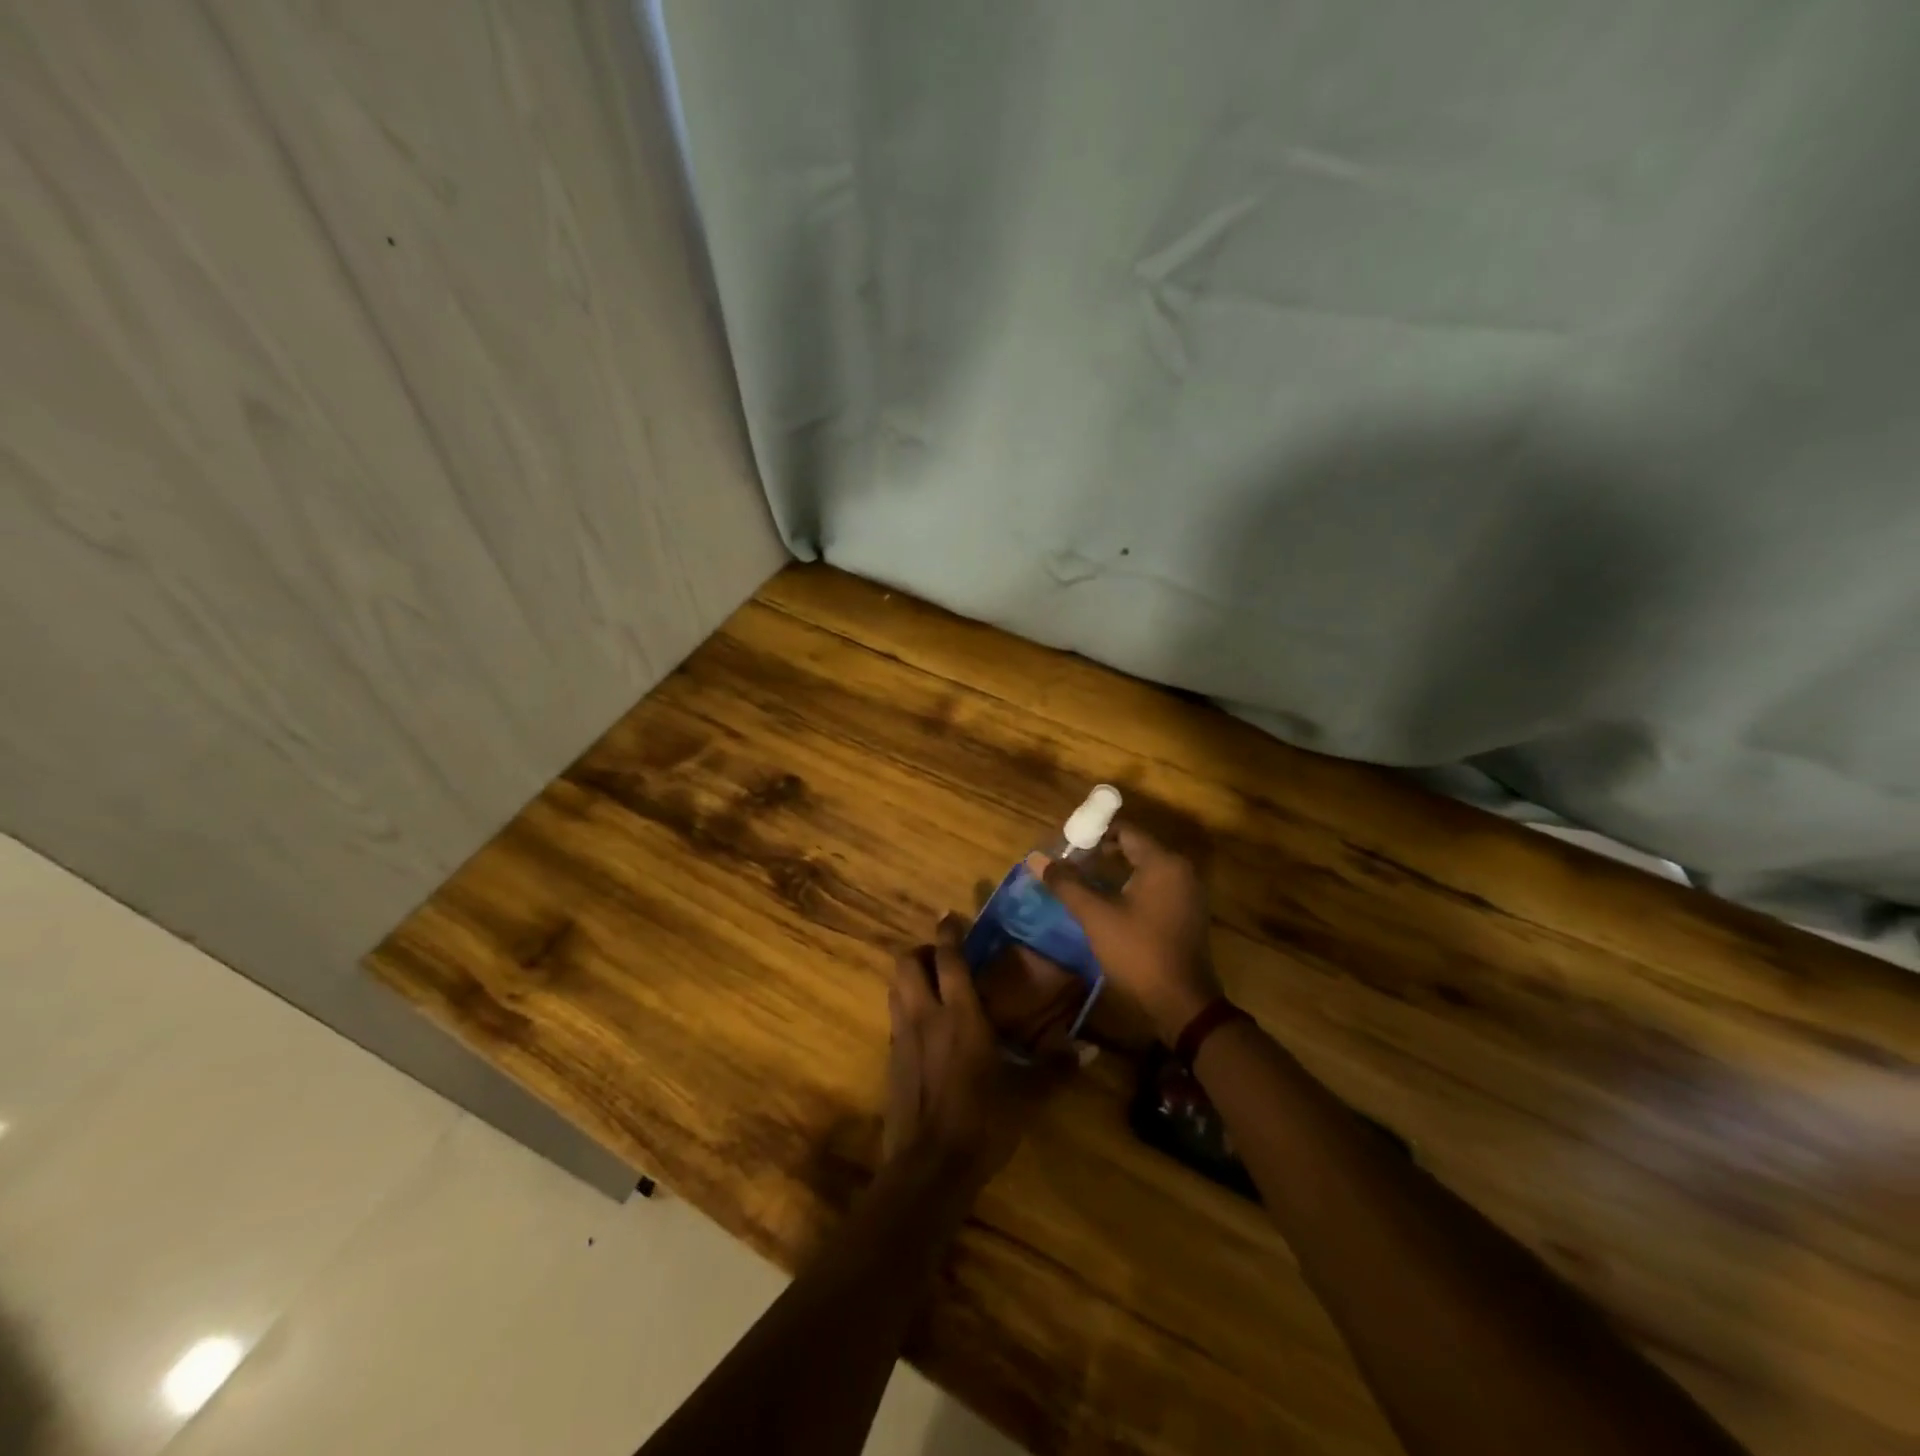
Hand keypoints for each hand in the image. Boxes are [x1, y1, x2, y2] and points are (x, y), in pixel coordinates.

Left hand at [884, 915, 1060, 1189]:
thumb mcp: (1027, 1096)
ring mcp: (903, 1038)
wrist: (929, 1168)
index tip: (950, 915)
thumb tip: (1087, 1050)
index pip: (949, 959)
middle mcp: (926, 1016)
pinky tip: (927, 1028)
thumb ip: (1056, 1069)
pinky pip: (895, 1018)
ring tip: (933, 985)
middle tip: (942, 957)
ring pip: (895, 988)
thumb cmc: (982, 1123)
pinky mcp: (891, 1061)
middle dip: (921, 951)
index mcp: (960, 1016)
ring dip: (910, 977)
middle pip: (907, 964)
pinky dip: (906, 1008)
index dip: (948, 933)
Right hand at [1038, 822, 1223, 1043]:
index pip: (1125, 831)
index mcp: (1163, 862)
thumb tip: (1036, 858)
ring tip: (1082, 881)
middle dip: (1100, 852)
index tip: (1066, 846)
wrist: (1181, 1002)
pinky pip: (1155, 886)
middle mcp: (1180, 870)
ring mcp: (1187, 892)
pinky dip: (1130, 886)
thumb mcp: (1096, 915)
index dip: (1093, 834)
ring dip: (1114, 871)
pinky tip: (1107, 902)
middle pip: (1135, 847)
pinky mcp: (1186, 912)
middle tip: (1070, 864)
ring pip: (1144, 868)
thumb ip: (1067, 883)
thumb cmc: (1138, 952)